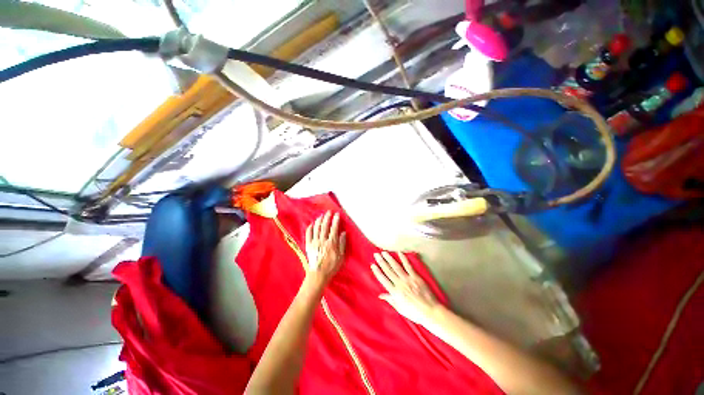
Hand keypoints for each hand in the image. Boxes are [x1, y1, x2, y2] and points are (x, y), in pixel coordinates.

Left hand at [305, 211, 346, 284]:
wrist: (318, 275)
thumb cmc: (331, 266)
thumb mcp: (341, 257)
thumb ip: (342, 244)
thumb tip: (343, 233)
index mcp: (331, 243)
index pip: (334, 228)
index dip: (335, 220)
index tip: (337, 214)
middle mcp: (322, 240)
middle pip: (325, 226)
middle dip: (327, 217)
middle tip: (329, 211)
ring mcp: (314, 242)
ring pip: (316, 228)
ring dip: (319, 220)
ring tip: (321, 215)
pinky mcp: (308, 245)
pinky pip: (308, 234)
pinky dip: (310, 228)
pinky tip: (311, 224)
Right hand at [371, 252, 441, 326]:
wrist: (430, 312)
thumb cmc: (415, 313)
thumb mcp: (400, 309)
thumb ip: (390, 300)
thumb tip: (380, 295)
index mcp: (395, 293)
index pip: (383, 279)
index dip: (377, 272)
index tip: (372, 265)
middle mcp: (400, 284)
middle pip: (388, 271)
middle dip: (381, 262)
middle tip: (376, 254)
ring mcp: (408, 279)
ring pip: (396, 267)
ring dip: (389, 258)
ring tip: (384, 252)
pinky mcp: (416, 277)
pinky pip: (408, 266)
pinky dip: (403, 258)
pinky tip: (399, 252)